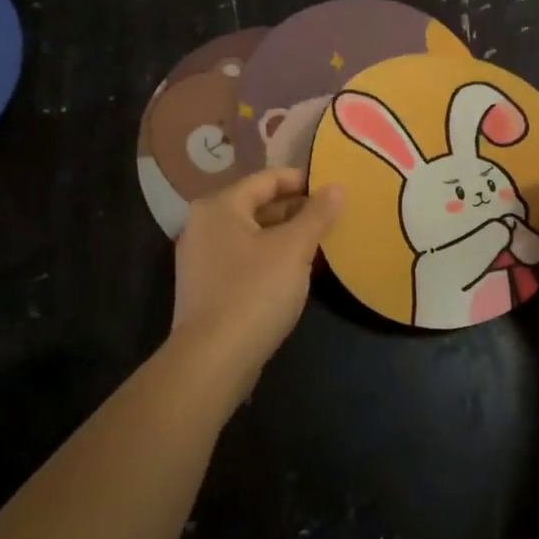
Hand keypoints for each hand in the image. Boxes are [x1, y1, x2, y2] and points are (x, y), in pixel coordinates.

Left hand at [171, 168, 342, 408]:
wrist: (213, 359)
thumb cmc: (255, 291)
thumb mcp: (294, 248)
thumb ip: (317, 214)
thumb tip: (337, 187)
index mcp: (220, 206)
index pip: (267, 179)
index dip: (303, 181)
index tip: (334, 191)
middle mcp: (203, 225)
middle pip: (258, 205)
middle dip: (296, 210)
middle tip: (332, 218)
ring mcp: (201, 258)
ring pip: (253, 233)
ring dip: (285, 235)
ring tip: (320, 242)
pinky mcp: (207, 287)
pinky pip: (244, 258)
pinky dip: (270, 256)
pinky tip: (295, 271)